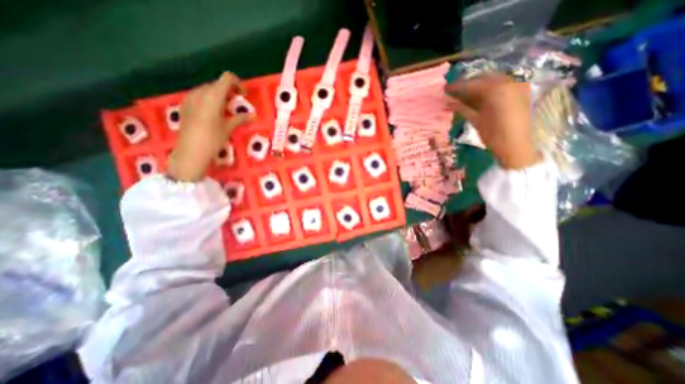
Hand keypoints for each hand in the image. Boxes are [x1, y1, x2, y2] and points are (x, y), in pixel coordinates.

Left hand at [167, 73, 254, 183]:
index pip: (225, 79)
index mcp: (213, 96)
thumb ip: (240, 118)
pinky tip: (213, 112)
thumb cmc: (213, 139)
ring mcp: (190, 99)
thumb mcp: (228, 128)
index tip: (243, 94)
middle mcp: (200, 93)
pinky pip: (199, 96)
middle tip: (237, 103)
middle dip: (228, 90)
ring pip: (207, 89)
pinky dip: (209, 99)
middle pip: (216, 84)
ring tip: (226, 108)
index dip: (236, 83)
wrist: (191, 152)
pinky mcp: (185, 106)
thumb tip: (253, 115)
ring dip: (218, 95)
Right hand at [451, 74, 540, 168]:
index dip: (457, 86)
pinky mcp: (521, 91)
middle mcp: (509, 82)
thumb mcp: (476, 121)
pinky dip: (489, 88)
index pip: (472, 84)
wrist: (515, 146)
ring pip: (493, 80)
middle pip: (484, 78)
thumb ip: (462, 108)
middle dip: (469, 83)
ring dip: (478, 85)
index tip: (446, 88)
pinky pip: (502, 84)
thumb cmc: (493, 135)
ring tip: (464, 93)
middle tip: (455, 90)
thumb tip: (448, 102)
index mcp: (497, 90)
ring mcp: (517, 85)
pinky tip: (479, 95)